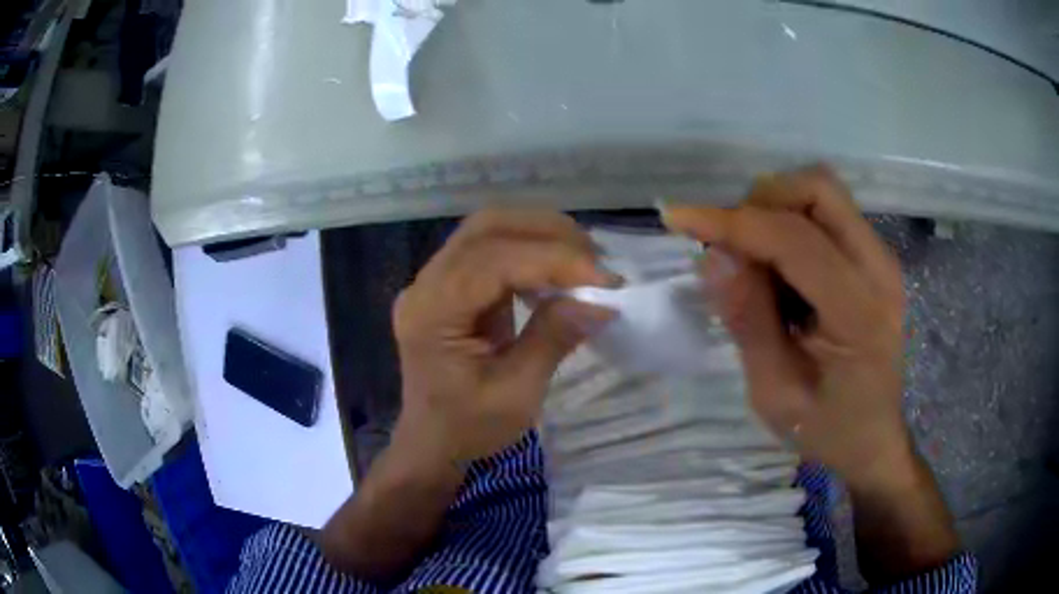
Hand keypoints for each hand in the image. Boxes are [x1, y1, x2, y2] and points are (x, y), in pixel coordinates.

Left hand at [393, 210, 616, 462]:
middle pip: (486, 228)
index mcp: (431, 313)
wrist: (432, 445)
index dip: (552, 260)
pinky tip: (555, 271)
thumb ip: (554, 338)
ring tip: (583, 259)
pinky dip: (528, 251)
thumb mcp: (517, 393)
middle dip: (547, 233)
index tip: (603, 278)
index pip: (492, 260)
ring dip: (539, 235)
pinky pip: (490, 250)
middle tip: (595, 257)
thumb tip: (601, 301)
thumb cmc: (468, 429)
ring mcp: (433, 282)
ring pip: (488, 231)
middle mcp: (425, 285)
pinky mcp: (449, 286)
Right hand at [662, 166, 911, 488]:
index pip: (795, 239)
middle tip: (729, 245)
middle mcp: (880, 270)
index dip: (733, 221)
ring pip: (822, 193)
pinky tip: (780, 268)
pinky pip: (828, 212)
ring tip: (753, 258)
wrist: (873, 437)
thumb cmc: (826, 426)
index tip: (678, 219)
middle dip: (760, 203)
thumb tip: (712, 256)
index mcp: (859, 313)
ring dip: (776, 209)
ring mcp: (882, 259)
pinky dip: (792, 221)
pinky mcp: (876, 258)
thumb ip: (748, 321)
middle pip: (818, 190)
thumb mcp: (774, 393)